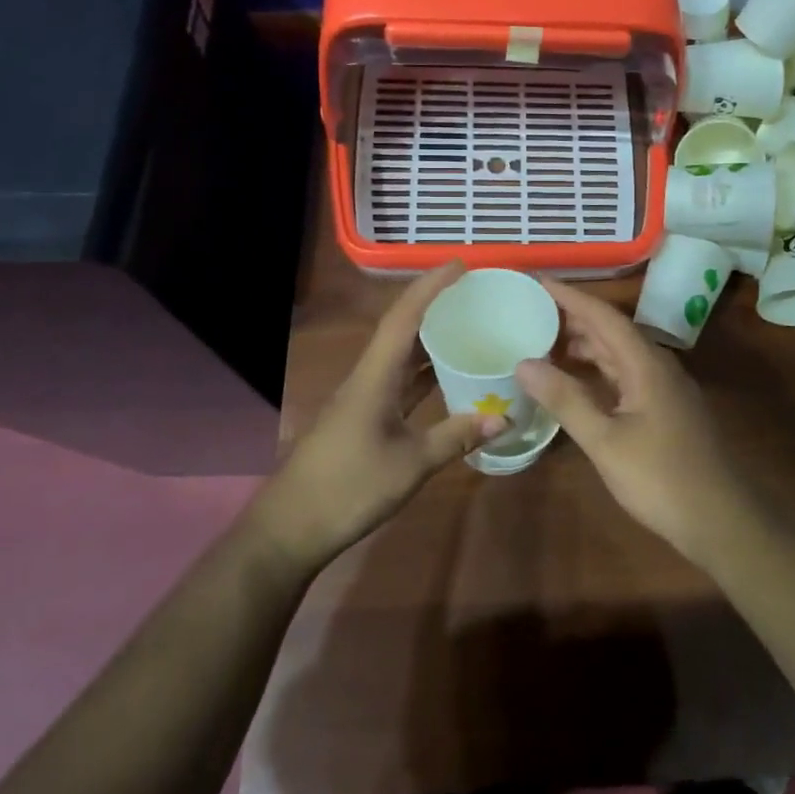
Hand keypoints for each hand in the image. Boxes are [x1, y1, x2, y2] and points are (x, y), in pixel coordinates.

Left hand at [250, 263, 508, 568]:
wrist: (290, 527)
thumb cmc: (348, 488)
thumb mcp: (410, 464)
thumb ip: (456, 436)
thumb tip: (503, 417)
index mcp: (375, 376)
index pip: (404, 317)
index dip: (431, 286)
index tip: (460, 266)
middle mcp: (367, 377)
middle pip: (401, 328)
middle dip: (434, 304)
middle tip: (473, 293)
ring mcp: (362, 398)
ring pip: (400, 355)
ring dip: (429, 337)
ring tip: (467, 324)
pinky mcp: (362, 417)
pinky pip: (398, 380)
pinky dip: (423, 372)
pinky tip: (446, 377)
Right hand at [516, 278, 757, 568]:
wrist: (721, 521)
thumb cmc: (661, 478)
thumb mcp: (605, 441)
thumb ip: (566, 399)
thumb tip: (523, 363)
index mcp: (646, 364)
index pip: (603, 316)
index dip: (570, 296)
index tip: (538, 281)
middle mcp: (658, 366)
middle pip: (612, 331)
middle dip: (573, 318)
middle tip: (532, 313)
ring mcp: (665, 388)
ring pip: (619, 354)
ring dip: (585, 346)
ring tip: (545, 344)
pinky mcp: (666, 409)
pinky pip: (626, 375)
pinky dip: (598, 371)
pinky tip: (577, 382)